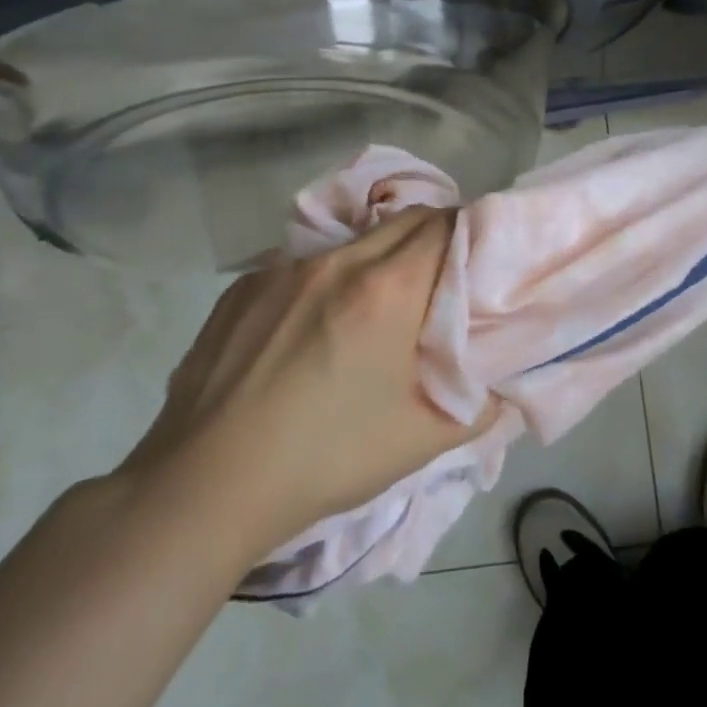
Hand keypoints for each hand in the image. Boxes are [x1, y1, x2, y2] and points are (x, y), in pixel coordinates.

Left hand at [118, 207, 489, 555]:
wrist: (203, 486)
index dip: (472, 233)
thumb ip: (479, 408)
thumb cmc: (323, 459)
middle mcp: (335, 262)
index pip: (446, 226)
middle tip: (444, 276)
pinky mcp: (242, 287)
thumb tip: (504, 389)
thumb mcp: (418, 442)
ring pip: (352, 241)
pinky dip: (325, 279)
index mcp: (386, 290)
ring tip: (377, 303)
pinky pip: (302, 264)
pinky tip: (311, 326)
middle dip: (434, 235)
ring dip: (379, 257)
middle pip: (404, 220)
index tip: (482, 258)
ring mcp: (281, 269)